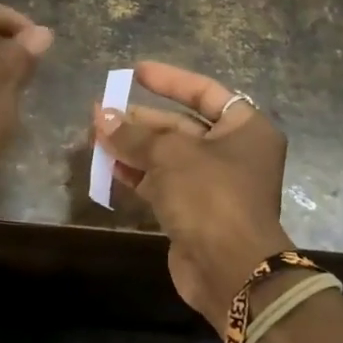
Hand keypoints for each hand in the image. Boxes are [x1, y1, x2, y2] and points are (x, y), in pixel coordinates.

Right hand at [91, 62, 292, 333]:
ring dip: (133, 146)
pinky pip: (162, 183)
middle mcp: (234, 153)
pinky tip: (108, 166)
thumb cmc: (210, 196)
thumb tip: (100, 115)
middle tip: (103, 110)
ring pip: (168, 156)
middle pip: (181, 125)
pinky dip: (137, 173)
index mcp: (245, 129)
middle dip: (141, 119)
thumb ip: (133, 134)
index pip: (204, 92)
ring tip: (96, 135)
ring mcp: (214, 185)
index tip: (136, 71)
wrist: (231, 271)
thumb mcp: (170, 155)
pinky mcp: (195, 212)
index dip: (170, 80)